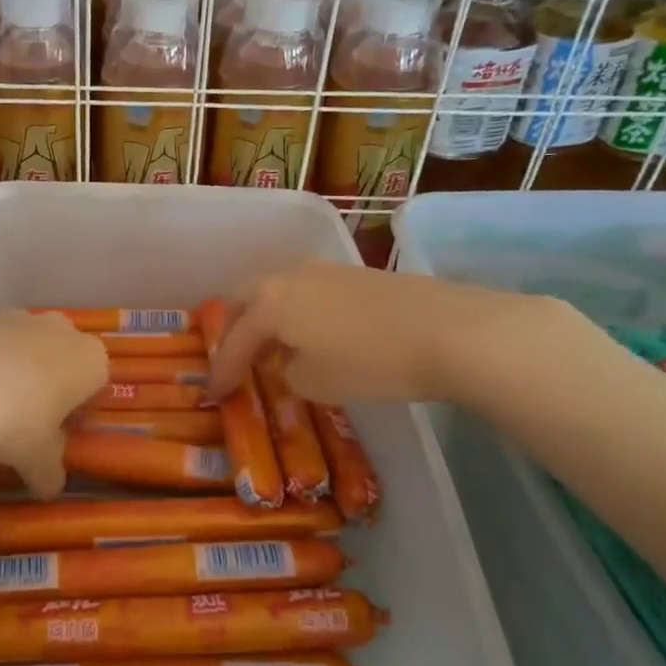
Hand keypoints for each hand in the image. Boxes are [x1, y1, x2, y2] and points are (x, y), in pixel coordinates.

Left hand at [0, 309, 106, 496]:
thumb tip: (50, 488)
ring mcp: (19, 316)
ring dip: (13, 367)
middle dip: (48, 381)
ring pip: (24, 344)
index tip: (59, 430)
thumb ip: (50, 473)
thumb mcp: (40, 461)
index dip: (78, 408)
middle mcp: (61, 329)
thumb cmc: (19, 422)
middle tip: (27, 417)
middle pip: (61, 356)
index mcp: (90, 360)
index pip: (96, 382)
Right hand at [209, 261, 541, 407]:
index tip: (212, 394)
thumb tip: (292, 364)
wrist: (452, 331)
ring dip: (268, 319)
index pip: (233, 340)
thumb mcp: (317, 382)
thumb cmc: (372, 361)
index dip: (221, 370)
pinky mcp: (357, 275)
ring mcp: (326, 270)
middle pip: (247, 300)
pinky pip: (308, 293)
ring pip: (279, 292)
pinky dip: (298, 314)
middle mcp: (290, 276)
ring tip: (272, 348)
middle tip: (232, 358)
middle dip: (234, 329)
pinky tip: (313, 335)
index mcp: (270, 302)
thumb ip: (290, 373)